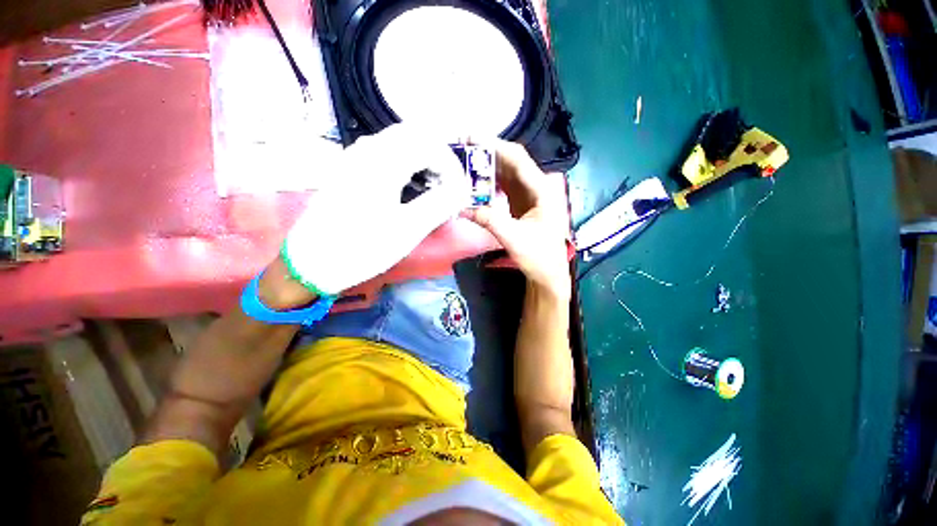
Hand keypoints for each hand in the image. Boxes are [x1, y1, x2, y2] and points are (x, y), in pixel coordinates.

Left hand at [283, 125, 469, 295]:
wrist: (311, 264)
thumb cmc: (362, 248)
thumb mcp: (408, 229)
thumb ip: (439, 203)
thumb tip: (460, 189)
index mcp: (383, 161)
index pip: (430, 145)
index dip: (452, 166)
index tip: (459, 192)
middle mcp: (367, 150)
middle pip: (415, 136)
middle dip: (439, 160)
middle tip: (448, 189)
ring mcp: (355, 158)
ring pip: (400, 144)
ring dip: (423, 161)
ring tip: (432, 191)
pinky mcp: (349, 171)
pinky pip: (386, 155)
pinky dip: (407, 166)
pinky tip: (408, 190)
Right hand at [464, 139, 571, 299]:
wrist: (548, 273)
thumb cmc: (538, 257)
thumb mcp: (513, 238)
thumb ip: (490, 220)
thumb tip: (462, 207)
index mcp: (542, 190)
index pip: (518, 160)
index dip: (495, 146)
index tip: (471, 139)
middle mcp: (537, 187)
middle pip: (511, 162)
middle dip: (487, 153)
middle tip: (462, 148)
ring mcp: (529, 195)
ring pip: (506, 173)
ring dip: (487, 167)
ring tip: (465, 161)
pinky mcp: (521, 203)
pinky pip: (504, 186)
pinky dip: (489, 182)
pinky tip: (475, 182)